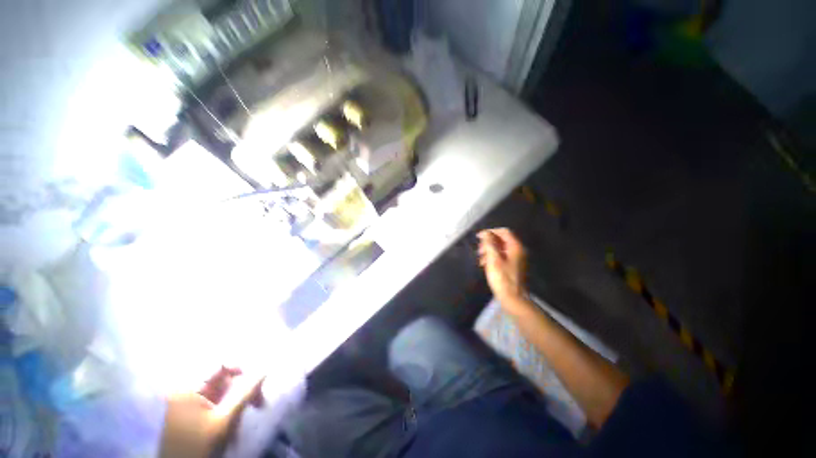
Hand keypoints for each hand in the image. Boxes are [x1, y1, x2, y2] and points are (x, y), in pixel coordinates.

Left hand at [160, 367, 263, 457]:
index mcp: (189, 388)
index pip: (219, 364)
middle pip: (223, 378)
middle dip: (243, 388)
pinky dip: (230, 408)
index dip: (240, 368)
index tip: (257, 380)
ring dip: (239, 400)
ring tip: (251, 412)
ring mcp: (190, 401)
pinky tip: (236, 422)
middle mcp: (187, 390)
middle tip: (259, 402)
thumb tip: (265, 370)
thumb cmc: (200, 445)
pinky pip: (217, 401)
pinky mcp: (194, 412)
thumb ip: (245, 392)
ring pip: (223, 390)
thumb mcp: (225, 420)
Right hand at [478, 228, 529, 312]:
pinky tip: (485, 265)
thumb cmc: (502, 278)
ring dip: (489, 251)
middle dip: (488, 243)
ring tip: (480, 259)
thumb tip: (485, 233)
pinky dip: (492, 258)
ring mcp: (516, 259)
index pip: (503, 232)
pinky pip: (502, 257)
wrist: (513, 299)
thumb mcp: (493, 259)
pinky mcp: (513, 267)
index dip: (490, 232)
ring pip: (500, 249)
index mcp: (515, 247)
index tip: (478, 237)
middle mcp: (518, 251)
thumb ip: (489, 244)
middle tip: (479, 251)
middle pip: (502, 240)